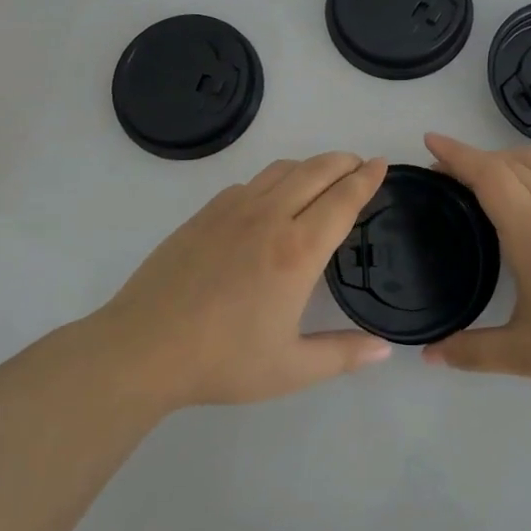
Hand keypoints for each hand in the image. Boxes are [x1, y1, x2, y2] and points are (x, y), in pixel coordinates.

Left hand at [92, 153, 393, 409]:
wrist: (144, 347)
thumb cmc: (223, 360)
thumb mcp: (291, 369)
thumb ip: (343, 355)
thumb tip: (385, 351)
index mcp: (297, 251)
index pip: (343, 199)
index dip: (367, 179)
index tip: (382, 164)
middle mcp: (270, 218)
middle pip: (316, 171)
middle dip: (344, 161)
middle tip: (360, 164)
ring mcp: (233, 210)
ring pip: (281, 169)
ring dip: (310, 165)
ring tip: (322, 176)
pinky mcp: (205, 213)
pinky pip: (250, 183)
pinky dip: (274, 180)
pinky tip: (271, 200)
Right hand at [421, 133, 530, 396]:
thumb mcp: (525, 355)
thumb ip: (472, 352)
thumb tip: (429, 355)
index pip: (487, 174)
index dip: (456, 153)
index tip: (431, 142)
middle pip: (510, 161)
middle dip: (474, 159)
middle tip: (450, 176)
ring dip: (510, 158)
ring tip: (493, 177)